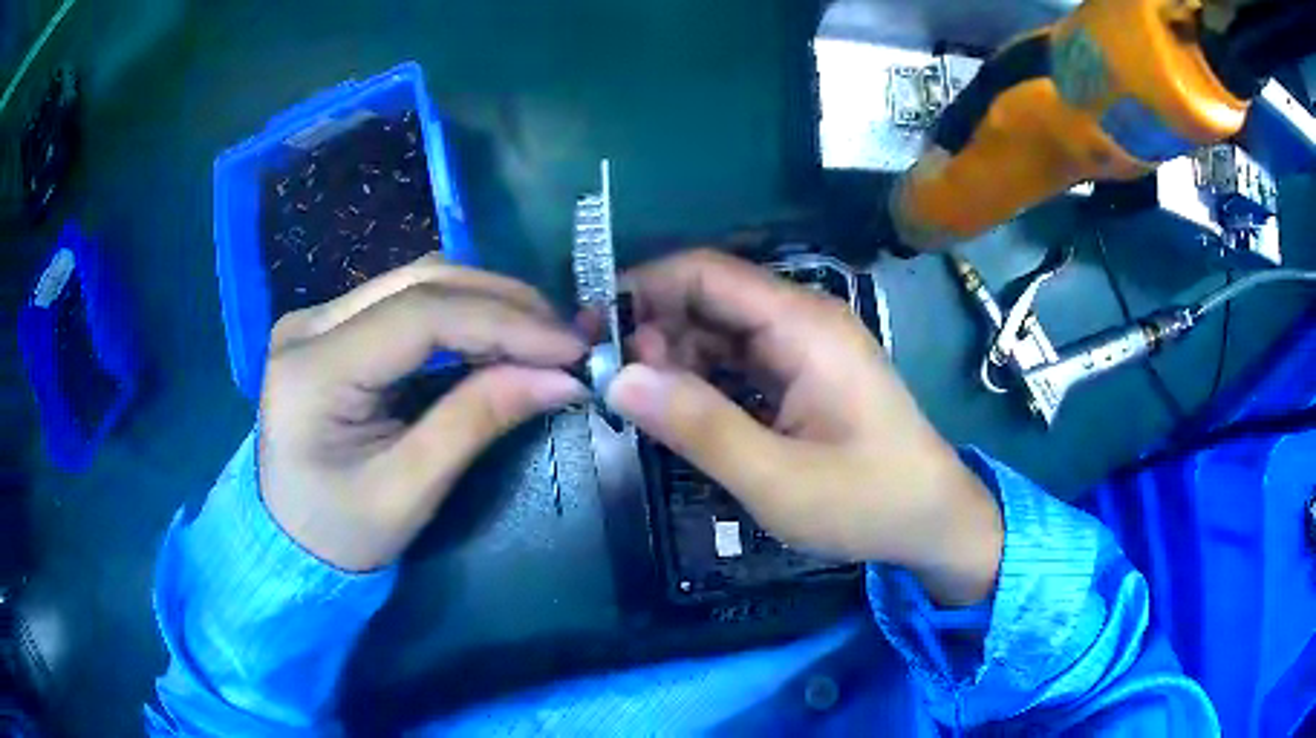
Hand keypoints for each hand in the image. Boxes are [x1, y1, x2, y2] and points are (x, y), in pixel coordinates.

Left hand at [259, 255, 587, 571]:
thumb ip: (477, 422)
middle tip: (567, 336)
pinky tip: (500, 337)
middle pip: (421, 282)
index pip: (419, 315)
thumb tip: (562, 378)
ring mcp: (317, 318)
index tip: (571, 346)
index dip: (504, 322)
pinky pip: (409, 302)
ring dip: (488, 303)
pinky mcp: (333, 326)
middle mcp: (309, 325)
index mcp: (312, 371)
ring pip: (419, 282)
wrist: (289, 540)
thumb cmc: (342, 532)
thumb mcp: (410, 490)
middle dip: (504, 303)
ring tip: (544, 336)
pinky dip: (464, 316)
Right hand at [606, 250, 1002, 605]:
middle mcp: (803, 320)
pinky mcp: (804, 374)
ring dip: (674, 357)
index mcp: (803, 326)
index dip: (642, 289)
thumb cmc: (867, 502)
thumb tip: (617, 379)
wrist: (934, 520)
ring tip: (639, 402)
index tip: (592, 330)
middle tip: (611, 382)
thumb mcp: (776, 479)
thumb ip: (697, 426)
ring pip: (720, 330)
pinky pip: (739, 360)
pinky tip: (678, 408)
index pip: (706, 274)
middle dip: (653, 328)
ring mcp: (805, 347)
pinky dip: (702, 378)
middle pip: (710, 298)